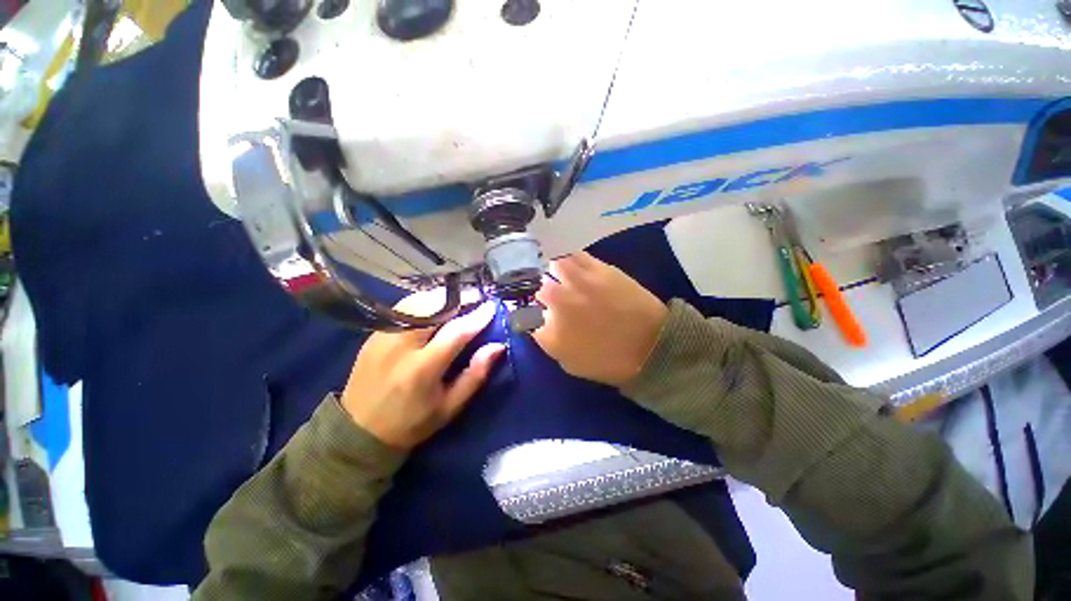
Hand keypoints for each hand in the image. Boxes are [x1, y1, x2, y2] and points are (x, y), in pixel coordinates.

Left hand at [341, 291, 504, 448]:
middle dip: (460, 299)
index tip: (492, 307)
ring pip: (418, 302)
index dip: (477, 317)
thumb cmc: (412, 422)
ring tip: (459, 302)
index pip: (455, 332)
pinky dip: (424, 303)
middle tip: (477, 299)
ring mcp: (383, 336)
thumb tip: (497, 346)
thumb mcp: (450, 406)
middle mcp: (400, 346)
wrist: (358, 431)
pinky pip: (404, 308)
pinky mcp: (374, 334)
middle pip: (434, 308)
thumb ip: (475, 374)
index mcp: (422, 369)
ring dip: (442, 298)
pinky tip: (435, 308)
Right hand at [532, 252, 667, 387]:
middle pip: (533, 286)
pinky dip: (565, 256)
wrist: (651, 347)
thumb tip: (538, 322)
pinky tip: (566, 260)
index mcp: (549, 331)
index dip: (522, 309)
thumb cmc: (608, 362)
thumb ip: (548, 340)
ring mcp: (577, 282)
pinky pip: (572, 255)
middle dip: (534, 289)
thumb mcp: (569, 362)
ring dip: (547, 268)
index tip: (528, 308)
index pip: (522, 314)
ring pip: (549, 264)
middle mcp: (558, 303)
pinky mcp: (597, 269)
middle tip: (540, 289)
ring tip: (551, 270)